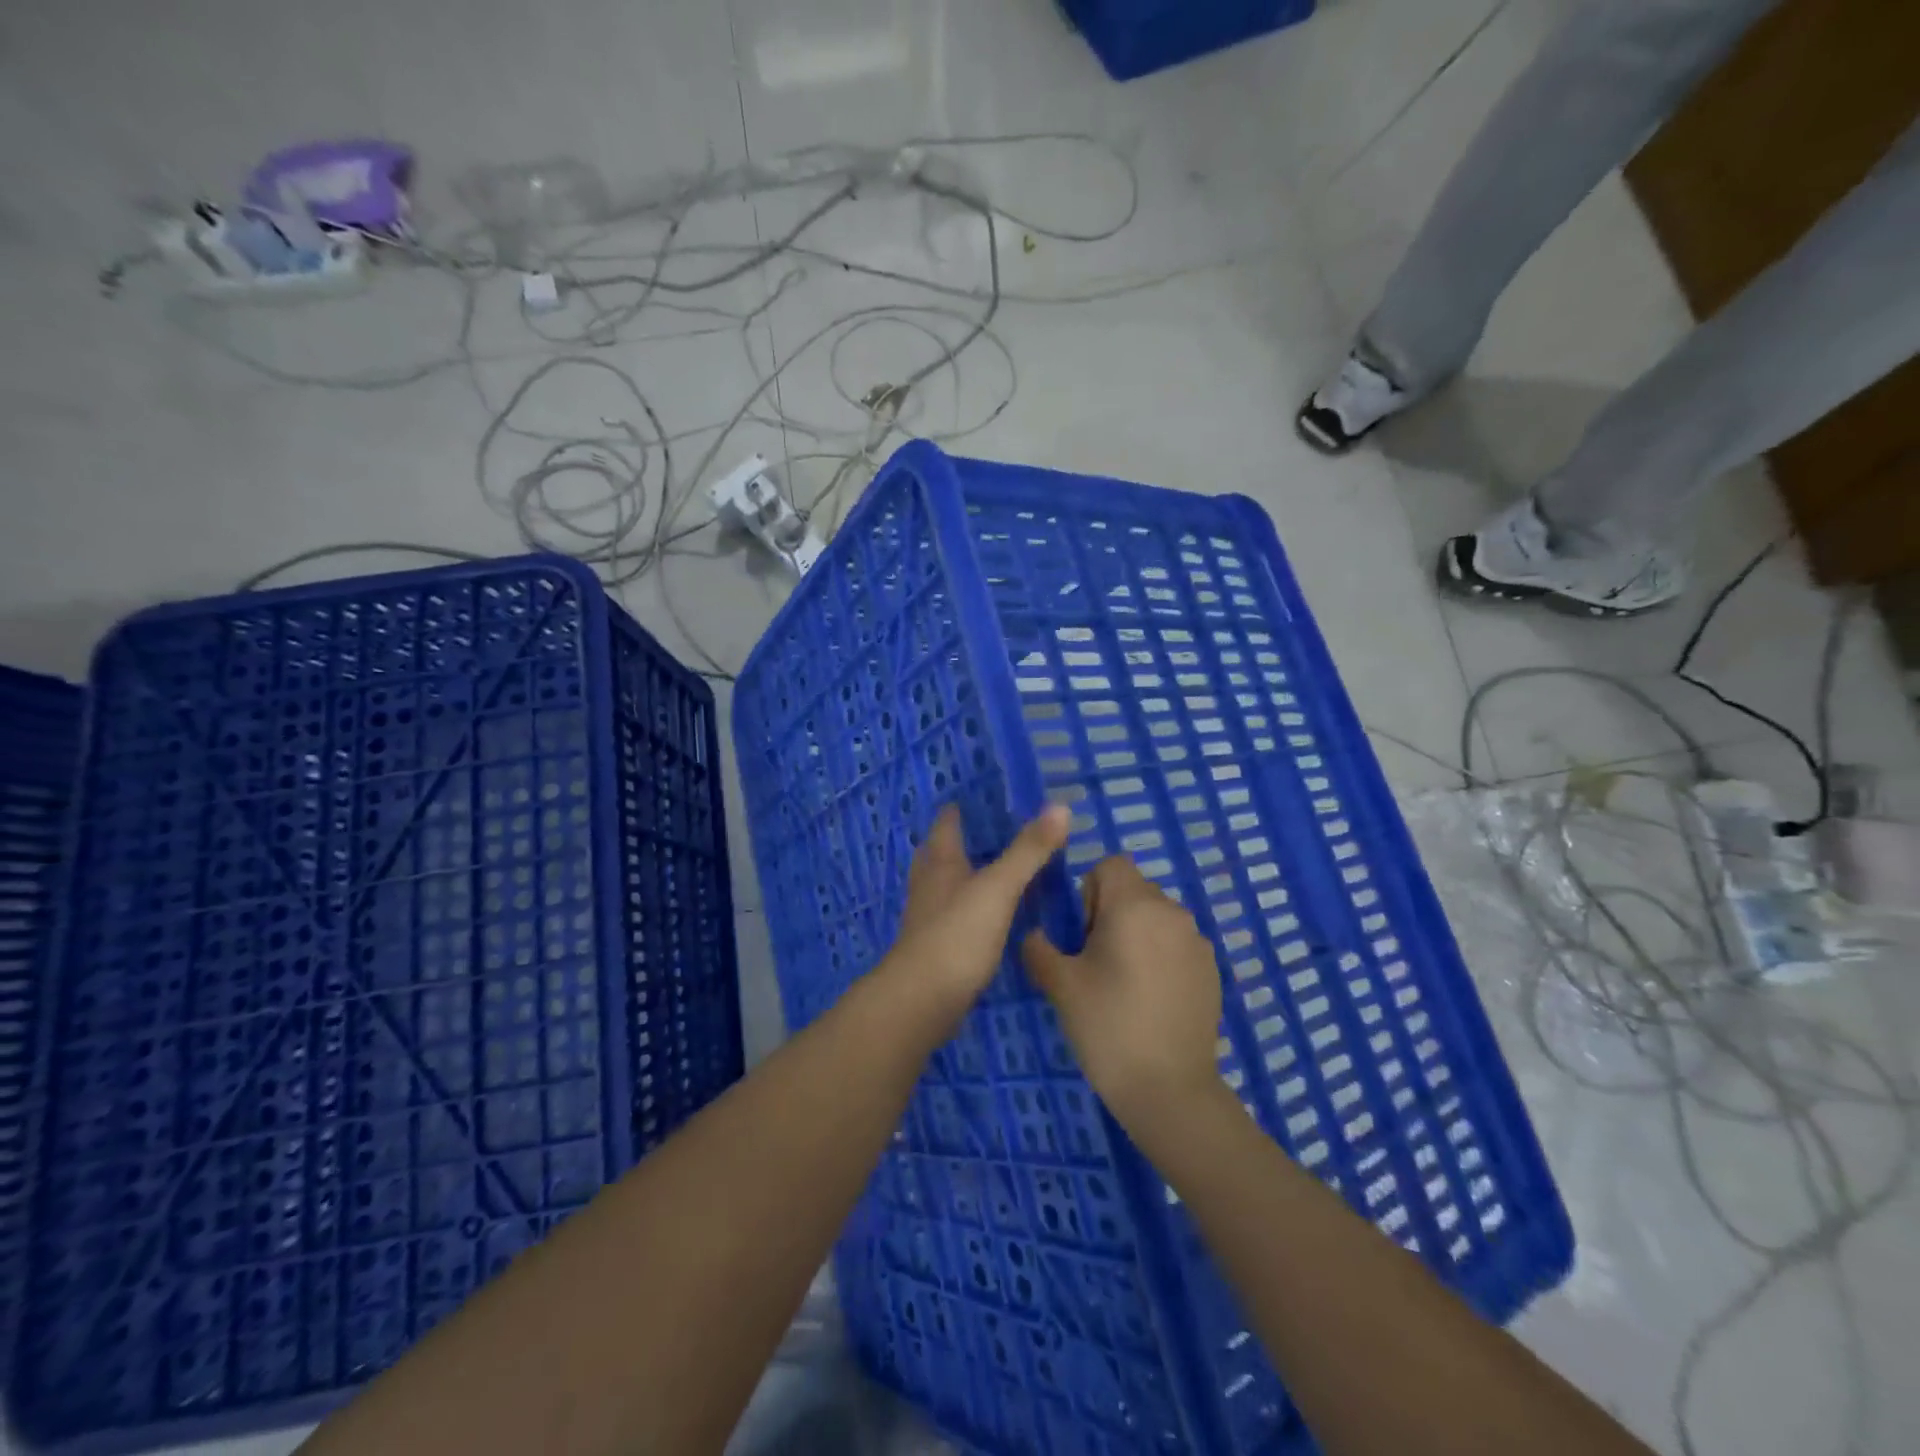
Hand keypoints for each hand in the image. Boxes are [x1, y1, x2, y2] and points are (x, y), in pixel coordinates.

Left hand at [883, 804, 1070, 1029]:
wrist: (922, 1000)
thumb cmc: (957, 935)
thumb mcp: (999, 888)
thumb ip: (1028, 851)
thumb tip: (1060, 807)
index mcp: (940, 863)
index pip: (946, 825)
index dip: (958, 810)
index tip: (981, 798)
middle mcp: (929, 885)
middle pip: (939, 853)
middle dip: (959, 841)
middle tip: (991, 833)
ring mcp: (929, 918)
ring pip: (945, 886)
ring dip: (965, 875)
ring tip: (995, 870)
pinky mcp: (937, 948)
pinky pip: (955, 916)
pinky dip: (971, 908)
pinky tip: (991, 916)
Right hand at [1022, 856, 1223, 1126]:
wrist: (1169, 1090)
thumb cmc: (1108, 1026)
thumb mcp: (1060, 985)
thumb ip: (1039, 948)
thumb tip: (1036, 935)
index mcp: (1135, 906)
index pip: (1110, 864)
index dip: (1089, 891)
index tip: (1083, 934)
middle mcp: (1172, 912)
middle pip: (1134, 889)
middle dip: (1110, 913)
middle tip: (1096, 962)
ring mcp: (1197, 941)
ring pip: (1156, 917)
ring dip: (1136, 935)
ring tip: (1123, 984)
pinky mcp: (1211, 970)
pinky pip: (1176, 944)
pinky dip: (1160, 957)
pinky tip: (1150, 1001)